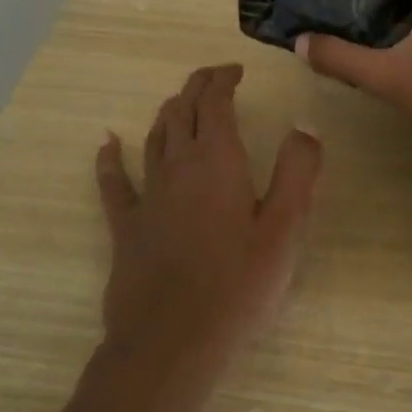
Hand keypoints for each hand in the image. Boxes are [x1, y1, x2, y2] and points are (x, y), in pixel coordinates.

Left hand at [95, 63, 323, 365]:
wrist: (173, 340)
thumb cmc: (238, 284)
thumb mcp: (285, 228)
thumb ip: (298, 172)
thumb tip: (305, 127)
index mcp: (217, 161)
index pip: (215, 104)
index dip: (223, 80)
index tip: (236, 71)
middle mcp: (177, 167)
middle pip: (181, 112)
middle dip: (197, 89)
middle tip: (213, 80)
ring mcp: (147, 196)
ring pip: (154, 139)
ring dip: (167, 115)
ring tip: (179, 104)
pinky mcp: (126, 227)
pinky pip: (113, 183)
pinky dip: (110, 159)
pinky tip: (107, 144)